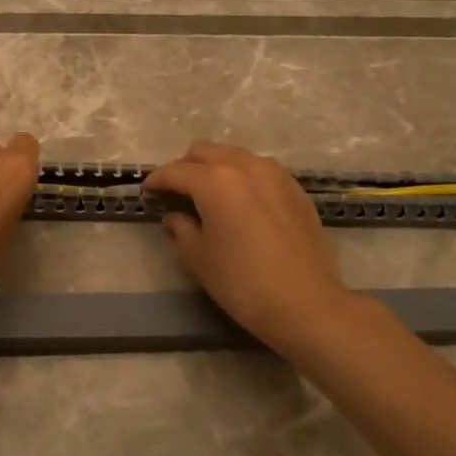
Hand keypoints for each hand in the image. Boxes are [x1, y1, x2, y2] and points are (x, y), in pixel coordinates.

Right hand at [144, 142, 355, 348]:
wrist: (307, 304)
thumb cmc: (243, 283)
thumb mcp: (199, 259)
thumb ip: (181, 229)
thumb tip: (175, 216)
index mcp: (216, 181)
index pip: (177, 171)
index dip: (158, 180)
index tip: (147, 190)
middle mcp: (245, 166)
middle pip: (206, 152)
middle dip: (186, 166)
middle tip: (176, 190)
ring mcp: (274, 174)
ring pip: (235, 156)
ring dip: (215, 167)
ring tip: (208, 193)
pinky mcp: (295, 188)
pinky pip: (259, 169)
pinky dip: (242, 176)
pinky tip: (240, 202)